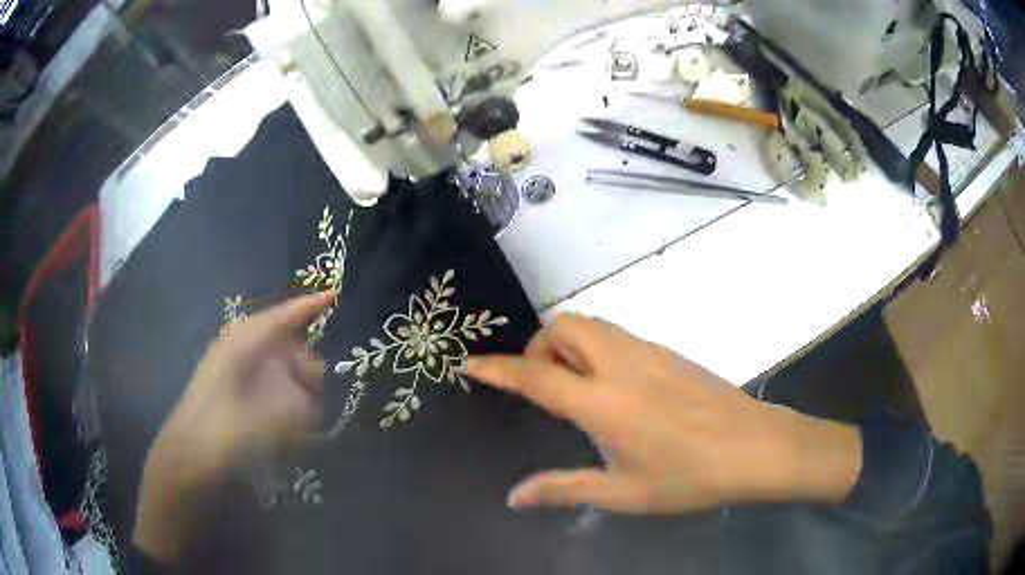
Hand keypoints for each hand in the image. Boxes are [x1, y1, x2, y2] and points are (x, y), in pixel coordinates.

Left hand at [133, 291, 333, 561]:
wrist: (183, 462)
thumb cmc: (212, 440)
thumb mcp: (249, 429)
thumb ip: (285, 413)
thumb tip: (312, 400)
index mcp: (236, 350)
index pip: (275, 319)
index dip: (304, 307)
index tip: (333, 296)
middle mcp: (235, 354)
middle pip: (280, 344)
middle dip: (304, 363)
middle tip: (319, 391)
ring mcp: (234, 374)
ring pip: (276, 366)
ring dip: (295, 385)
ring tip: (305, 418)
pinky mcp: (235, 395)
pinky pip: (269, 387)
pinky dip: (284, 401)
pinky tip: (289, 427)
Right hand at [467, 314, 862, 514]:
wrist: (756, 447)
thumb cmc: (690, 477)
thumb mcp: (624, 493)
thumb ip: (564, 489)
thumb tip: (515, 496)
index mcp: (604, 403)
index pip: (536, 376)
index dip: (499, 369)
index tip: (472, 364)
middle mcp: (621, 365)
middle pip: (565, 327)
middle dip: (540, 347)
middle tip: (544, 386)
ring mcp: (649, 352)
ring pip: (592, 324)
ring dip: (569, 345)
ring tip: (577, 389)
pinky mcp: (668, 351)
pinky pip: (618, 334)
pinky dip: (597, 348)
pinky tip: (615, 388)